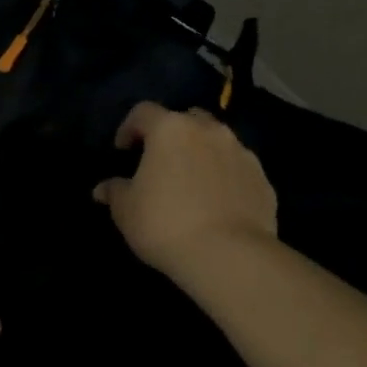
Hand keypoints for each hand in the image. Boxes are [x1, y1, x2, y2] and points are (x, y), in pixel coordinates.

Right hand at [93, 101, 278, 285]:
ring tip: (191, 182)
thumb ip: (114, 191)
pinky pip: (237, 168)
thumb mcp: (126, 210)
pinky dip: (225, 176)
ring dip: (201, 153)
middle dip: (172, 135)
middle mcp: (208, 131)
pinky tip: (216, 202)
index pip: (143, 112)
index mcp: (170, 129)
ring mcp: (241, 152)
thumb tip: (103, 188)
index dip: (129, 128)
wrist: (229, 255)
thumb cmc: (165, 223)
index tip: (123, 151)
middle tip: (160, 162)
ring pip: (216, 141)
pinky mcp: (262, 179)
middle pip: (186, 118)